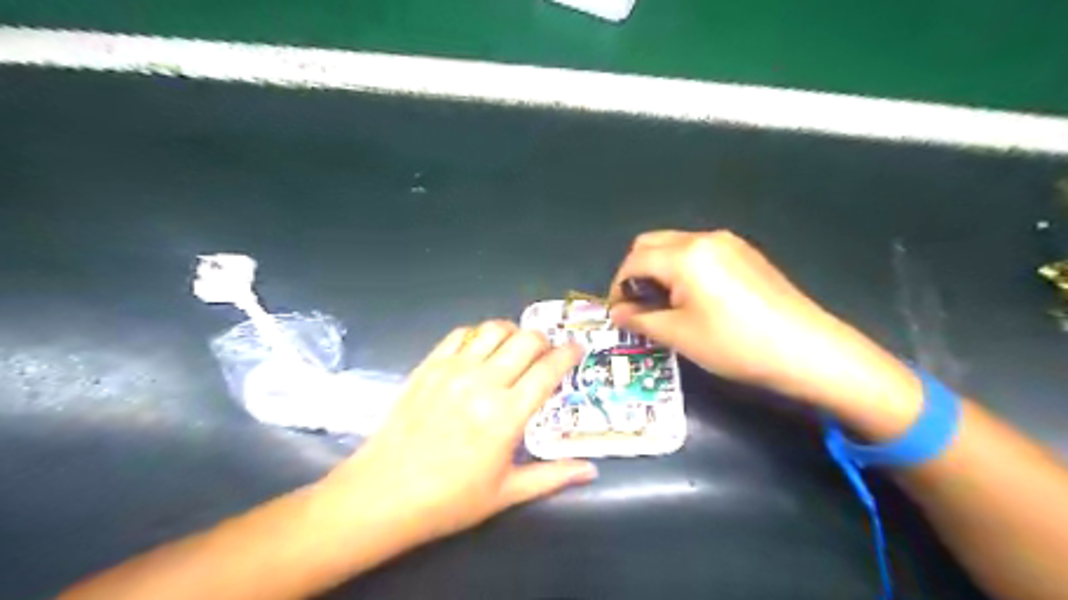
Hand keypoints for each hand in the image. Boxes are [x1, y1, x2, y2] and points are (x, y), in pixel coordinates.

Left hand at [321, 322, 596, 545]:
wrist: (382, 494)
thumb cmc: (448, 500)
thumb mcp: (506, 494)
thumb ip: (552, 477)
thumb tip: (591, 471)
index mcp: (506, 415)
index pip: (548, 369)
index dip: (569, 354)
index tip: (577, 350)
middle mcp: (483, 383)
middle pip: (526, 340)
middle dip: (544, 341)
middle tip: (547, 354)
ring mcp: (453, 370)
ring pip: (494, 329)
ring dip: (513, 333)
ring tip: (516, 348)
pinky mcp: (429, 365)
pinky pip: (461, 334)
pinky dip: (479, 335)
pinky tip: (481, 350)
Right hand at [614, 229, 922, 430]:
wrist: (806, 349)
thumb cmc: (735, 344)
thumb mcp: (679, 335)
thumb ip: (640, 320)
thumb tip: (618, 314)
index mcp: (684, 255)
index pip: (634, 261)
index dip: (618, 286)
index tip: (619, 313)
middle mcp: (703, 239)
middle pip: (651, 244)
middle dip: (635, 272)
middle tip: (638, 306)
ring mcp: (728, 243)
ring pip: (675, 246)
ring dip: (658, 269)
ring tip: (664, 304)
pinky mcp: (744, 253)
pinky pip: (699, 252)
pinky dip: (682, 268)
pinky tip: (693, 297)